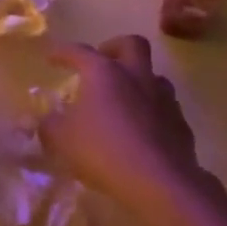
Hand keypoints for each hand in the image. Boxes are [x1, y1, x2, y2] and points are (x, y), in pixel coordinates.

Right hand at [39, 37, 215, 207]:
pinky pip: (164, 107)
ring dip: (137, 79)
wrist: (158, 182)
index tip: (50, 57)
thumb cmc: (102, 151)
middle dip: (114, 47)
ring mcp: (163, 98)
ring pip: (153, 75)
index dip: (62, 52)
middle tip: (101, 61)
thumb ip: (49, 125)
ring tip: (122, 98)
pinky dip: (150, 111)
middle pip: (131, 44)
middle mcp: (137, 76)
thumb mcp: (61, 139)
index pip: (79, 51)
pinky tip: (140, 129)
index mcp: (104, 72)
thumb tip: (46, 120)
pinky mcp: (180, 123)